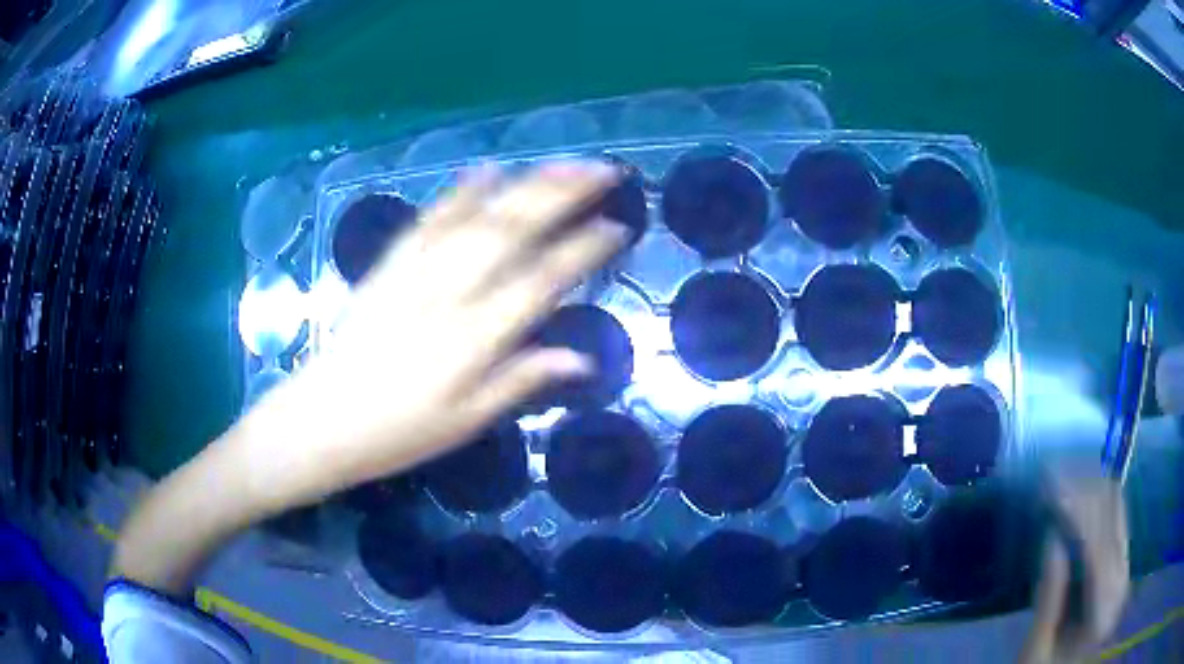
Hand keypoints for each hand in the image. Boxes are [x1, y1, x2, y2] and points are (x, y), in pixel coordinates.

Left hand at [242, 160, 628, 508]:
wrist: (320, 421)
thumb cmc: (397, 434)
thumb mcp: (465, 422)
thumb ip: (522, 380)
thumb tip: (583, 359)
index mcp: (472, 338)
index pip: (541, 280)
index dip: (584, 250)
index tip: (618, 228)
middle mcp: (447, 293)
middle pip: (514, 230)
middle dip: (564, 195)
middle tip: (604, 170)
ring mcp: (414, 272)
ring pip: (477, 215)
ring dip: (524, 183)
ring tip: (563, 162)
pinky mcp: (388, 265)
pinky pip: (429, 219)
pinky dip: (460, 191)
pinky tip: (486, 170)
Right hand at [1021, 472, 1129, 663]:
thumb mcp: (1037, 650)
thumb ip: (1048, 601)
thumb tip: (1052, 538)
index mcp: (1103, 611)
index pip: (1099, 548)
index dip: (1078, 512)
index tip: (1051, 486)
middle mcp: (1121, 581)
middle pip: (1112, 520)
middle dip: (1084, 491)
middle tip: (1051, 472)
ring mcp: (1124, 567)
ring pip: (1116, 510)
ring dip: (1091, 487)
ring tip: (1061, 474)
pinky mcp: (1121, 559)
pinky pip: (1115, 515)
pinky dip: (1097, 497)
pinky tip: (1079, 487)